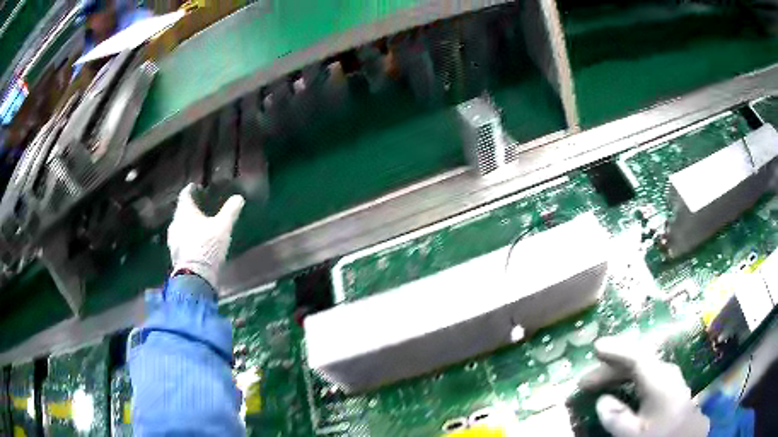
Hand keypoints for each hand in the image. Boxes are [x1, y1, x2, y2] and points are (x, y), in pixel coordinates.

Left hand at [168, 183, 244, 287]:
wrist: (195, 276)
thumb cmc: (207, 246)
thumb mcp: (223, 226)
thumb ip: (230, 211)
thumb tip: (239, 198)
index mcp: (185, 212)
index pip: (185, 195)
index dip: (190, 189)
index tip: (195, 187)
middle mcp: (175, 223)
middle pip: (181, 211)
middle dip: (189, 208)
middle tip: (198, 207)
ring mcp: (173, 240)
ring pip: (179, 227)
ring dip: (186, 224)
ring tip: (196, 226)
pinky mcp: (175, 254)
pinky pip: (180, 241)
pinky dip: (186, 238)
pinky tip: (193, 243)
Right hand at [578, 336, 709, 436]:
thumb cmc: (661, 436)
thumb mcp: (634, 435)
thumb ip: (617, 419)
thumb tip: (602, 400)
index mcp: (660, 380)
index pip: (636, 357)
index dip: (615, 351)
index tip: (595, 347)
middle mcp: (666, 373)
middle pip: (637, 362)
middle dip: (611, 369)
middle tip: (586, 382)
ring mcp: (670, 379)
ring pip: (642, 369)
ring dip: (619, 375)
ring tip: (599, 385)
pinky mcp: (670, 387)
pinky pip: (647, 377)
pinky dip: (630, 380)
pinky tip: (622, 389)